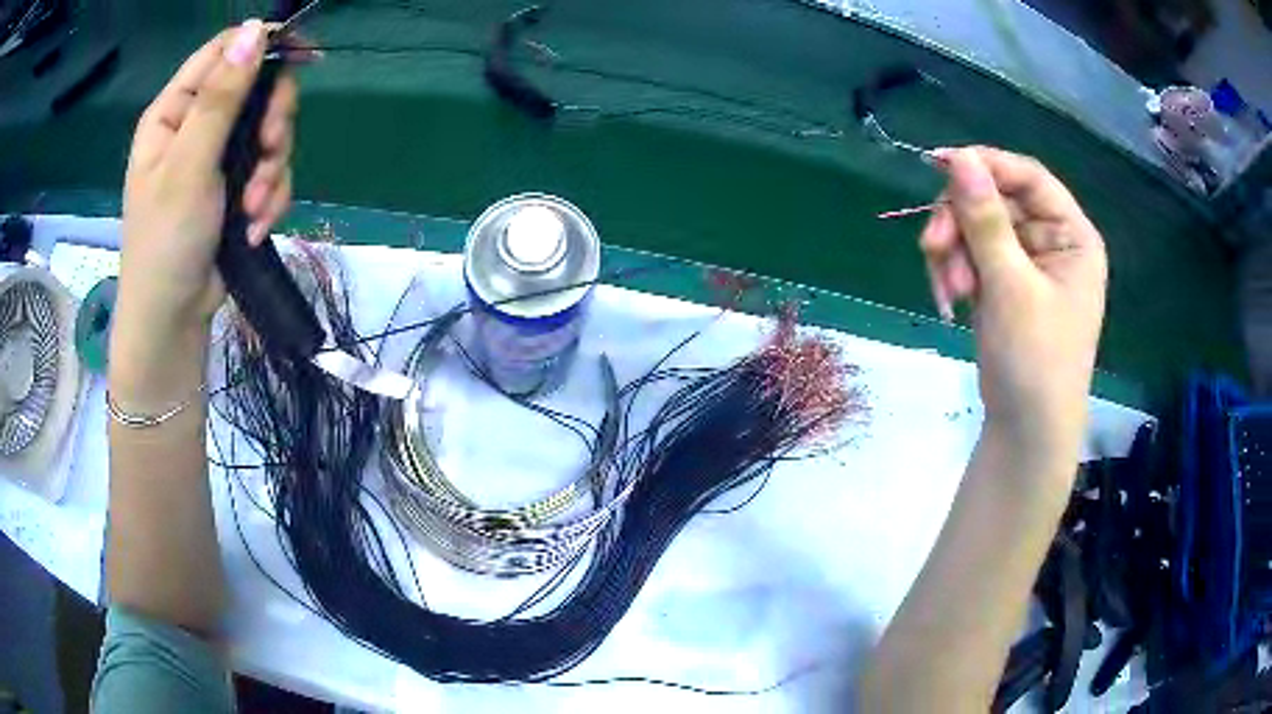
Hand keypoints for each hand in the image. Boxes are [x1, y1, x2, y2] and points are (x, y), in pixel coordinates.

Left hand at [117, 20, 297, 343]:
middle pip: (256, 90)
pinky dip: (270, 199)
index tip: (302, 57)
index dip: (262, 47)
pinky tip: (255, 226)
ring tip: (254, 207)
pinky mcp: (235, 189)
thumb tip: (255, 30)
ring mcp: (217, 159)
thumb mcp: (189, 165)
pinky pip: (271, 172)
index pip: (224, 52)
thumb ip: (221, 98)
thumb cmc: (165, 242)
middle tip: (269, 148)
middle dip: (271, 122)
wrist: (172, 320)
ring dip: (272, 170)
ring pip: (269, 134)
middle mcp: (197, 127)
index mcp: (175, 111)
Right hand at [920, 147, 1106, 467]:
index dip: (985, 165)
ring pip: (977, 229)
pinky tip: (948, 298)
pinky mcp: (1004, 285)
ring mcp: (1027, 264)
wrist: (1026, 429)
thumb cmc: (1036, 359)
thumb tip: (959, 158)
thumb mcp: (1011, 286)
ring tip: (947, 290)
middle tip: (933, 248)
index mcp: (1071, 236)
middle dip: (961, 224)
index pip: (1028, 177)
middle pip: (996, 202)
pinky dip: (954, 272)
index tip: (938, 165)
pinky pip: (972, 257)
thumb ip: (985, 219)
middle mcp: (1051, 242)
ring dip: (954, 253)